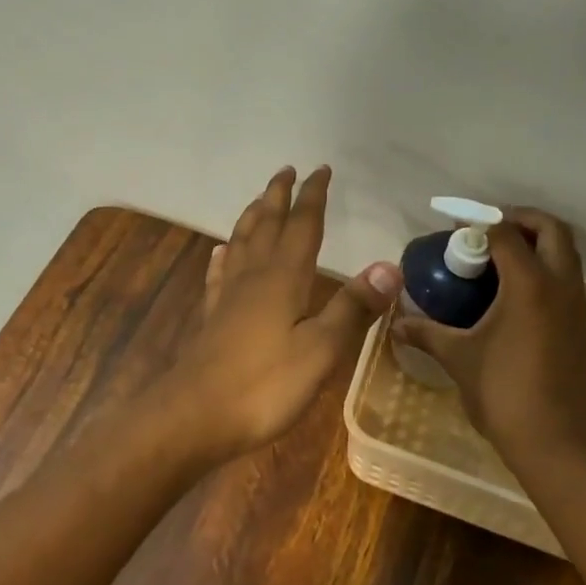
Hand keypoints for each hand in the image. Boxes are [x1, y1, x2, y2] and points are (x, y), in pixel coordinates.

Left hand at [161, 166, 401, 463]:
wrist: (196, 415)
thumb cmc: (265, 385)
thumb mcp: (321, 350)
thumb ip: (352, 308)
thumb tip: (389, 265)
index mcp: (283, 278)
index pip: (302, 225)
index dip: (313, 196)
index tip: (320, 170)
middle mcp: (253, 276)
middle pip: (266, 224)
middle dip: (279, 195)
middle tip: (287, 170)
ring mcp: (227, 295)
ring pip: (241, 242)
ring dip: (253, 216)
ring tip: (260, 200)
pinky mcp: (212, 316)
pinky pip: (219, 273)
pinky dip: (225, 255)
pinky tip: (222, 252)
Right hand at [390, 206, 585, 464]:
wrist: (557, 444)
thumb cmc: (504, 393)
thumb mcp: (458, 358)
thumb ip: (426, 333)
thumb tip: (395, 323)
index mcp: (530, 286)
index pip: (506, 233)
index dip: (479, 224)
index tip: (453, 229)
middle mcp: (560, 286)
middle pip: (552, 230)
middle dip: (520, 219)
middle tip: (486, 229)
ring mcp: (576, 306)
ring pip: (565, 254)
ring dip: (535, 243)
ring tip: (495, 256)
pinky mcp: (580, 325)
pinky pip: (565, 278)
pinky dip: (543, 268)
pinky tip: (510, 291)